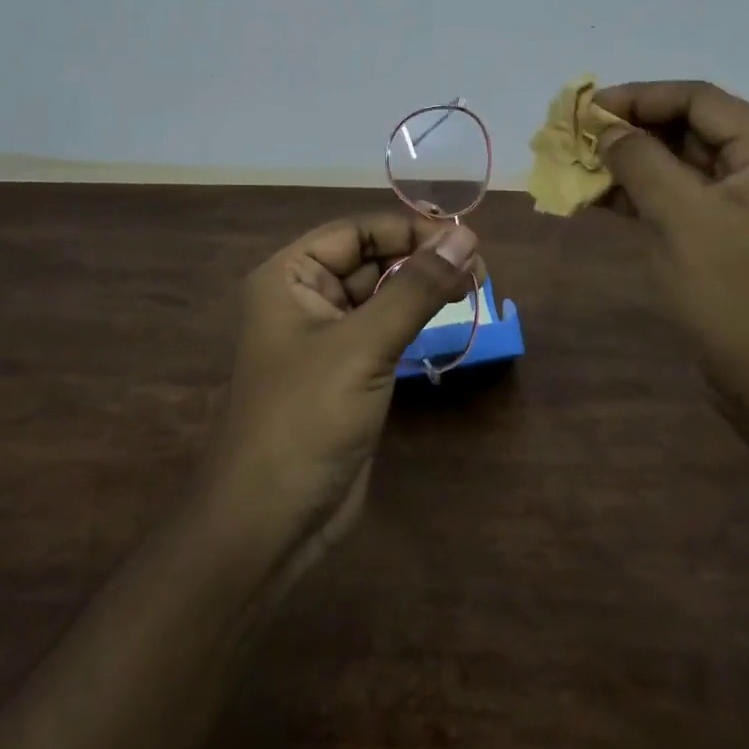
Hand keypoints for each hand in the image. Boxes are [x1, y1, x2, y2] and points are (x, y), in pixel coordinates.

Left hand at [199, 212, 479, 582]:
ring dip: (422, 286)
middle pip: (370, 259)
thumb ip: (415, 288)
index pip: (356, 232)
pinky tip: (448, 315)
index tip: (464, 239)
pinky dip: (415, 318)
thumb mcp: (363, 345)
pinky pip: (384, 328)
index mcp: (289, 276)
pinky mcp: (346, 371)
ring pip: (380, 293)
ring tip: (474, 285)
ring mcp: (325, 337)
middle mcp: (304, 297)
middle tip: (478, 268)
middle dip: (420, 258)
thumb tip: (466, 236)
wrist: (270, 519)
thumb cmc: (306, 417)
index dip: (409, 229)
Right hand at [592, 80, 748, 419]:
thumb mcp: (681, 219)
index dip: (639, 97)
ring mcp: (744, 205)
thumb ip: (640, 162)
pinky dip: (639, 196)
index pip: (697, 100)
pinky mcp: (726, 237)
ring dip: (629, 164)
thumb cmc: (735, 294)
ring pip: (678, 166)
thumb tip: (607, 128)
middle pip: (688, 129)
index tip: (588, 108)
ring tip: (576, 166)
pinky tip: (597, 198)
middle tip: (576, 136)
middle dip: (630, 131)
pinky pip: (678, 200)